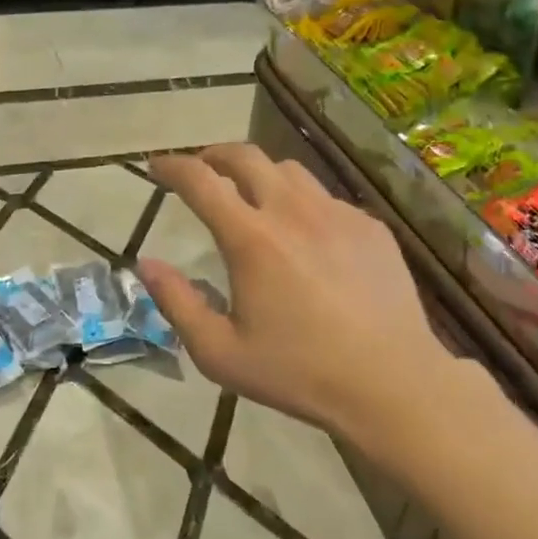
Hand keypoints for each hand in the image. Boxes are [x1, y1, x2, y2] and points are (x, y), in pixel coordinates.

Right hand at [136, 145, 451, 453]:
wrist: (391, 383)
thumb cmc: (298, 372)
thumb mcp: (220, 353)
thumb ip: (176, 303)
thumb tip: (146, 264)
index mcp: (251, 239)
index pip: (200, 180)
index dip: (172, 166)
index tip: (157, 166)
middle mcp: (293, 211)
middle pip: (246, 156)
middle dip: (214, 155)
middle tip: (201, 170)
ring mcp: (337, 214)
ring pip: (289, 171)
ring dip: (260, 174)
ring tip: (252, 198)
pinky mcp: (370, 227)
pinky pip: (327, 199)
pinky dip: (303, 204)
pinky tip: (307, 238)